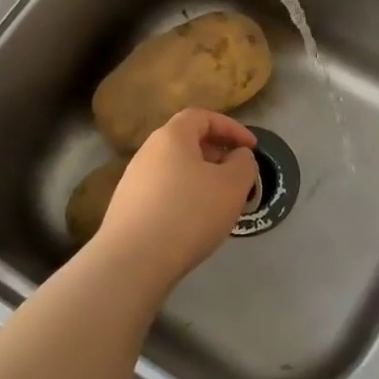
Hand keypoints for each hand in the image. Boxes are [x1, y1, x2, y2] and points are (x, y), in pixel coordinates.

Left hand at [94, 108, 257, 285]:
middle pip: (186, 142)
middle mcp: (147, 152)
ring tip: (219, 202)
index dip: (231, 127)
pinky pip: (163, 192)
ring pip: (175, 169)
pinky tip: (193, 223)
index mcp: (172, 136)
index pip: (202, 117)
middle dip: (217, 154)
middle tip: (237, 175)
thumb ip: (244, 163)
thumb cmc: (189, 213)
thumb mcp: (232, 185)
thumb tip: (237, 156)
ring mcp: (132, 180)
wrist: (133, 261)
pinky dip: (183, 198)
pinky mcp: (126, 208)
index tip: (251, 148)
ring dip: (201, 178)